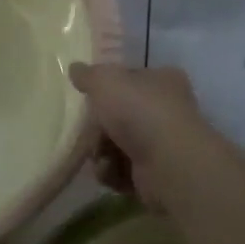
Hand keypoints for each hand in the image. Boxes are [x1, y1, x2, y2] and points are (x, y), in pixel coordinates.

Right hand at [70, 63, 243, 211]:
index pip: (131, 79)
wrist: (169, 163)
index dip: (108, 88)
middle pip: (121, 115)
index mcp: (163, 80)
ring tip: (99, 157)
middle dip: (99, 128)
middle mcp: (167, 110)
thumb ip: (88, 75)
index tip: (90, 97)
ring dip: (101, 152)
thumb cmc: (139, 111)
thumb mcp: (105, 81)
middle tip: (87, 132)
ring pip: (118, 145)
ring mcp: (164, 144)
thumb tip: (75, 68)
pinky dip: (112, 172)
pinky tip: (110, 172)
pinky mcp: (156, 175)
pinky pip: (123, 170)